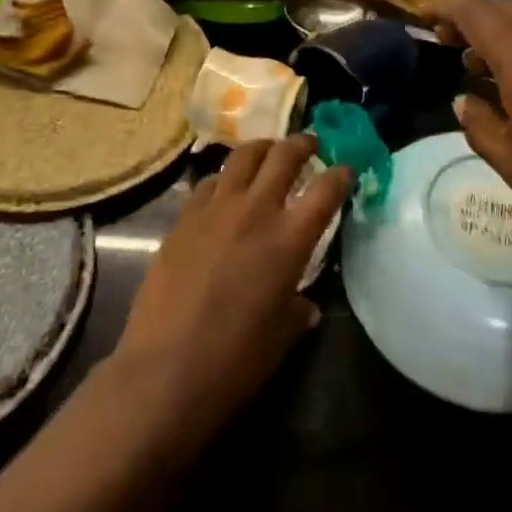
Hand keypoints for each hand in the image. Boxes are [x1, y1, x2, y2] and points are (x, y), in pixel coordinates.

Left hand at [115, 135, 349, 447]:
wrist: (166, 368)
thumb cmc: (235, 359)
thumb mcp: (280, 336)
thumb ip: (296, 310)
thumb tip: (304, 305)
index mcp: (289, 240)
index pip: (325, 191)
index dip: (340, 175)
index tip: (346, 170)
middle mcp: (255, 211)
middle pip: (283, 156)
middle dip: (302, 143)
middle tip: (310, 143)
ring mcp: (215, 209)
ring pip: (242, 156)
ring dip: (262, 148)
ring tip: (268, 151)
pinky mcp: (183, 217)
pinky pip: (208, 182)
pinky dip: (223, 178)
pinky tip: (224, 188)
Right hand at [431, 0, 511, 245]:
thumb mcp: (510, 160)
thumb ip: (479, 123)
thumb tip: (464, 101)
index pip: (480, 16)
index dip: (449, 10)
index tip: (424, 16)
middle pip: (508, 11)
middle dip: (473, 15)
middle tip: (445, 38)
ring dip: (498, 33)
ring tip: (472, 63)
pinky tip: (511, 82)